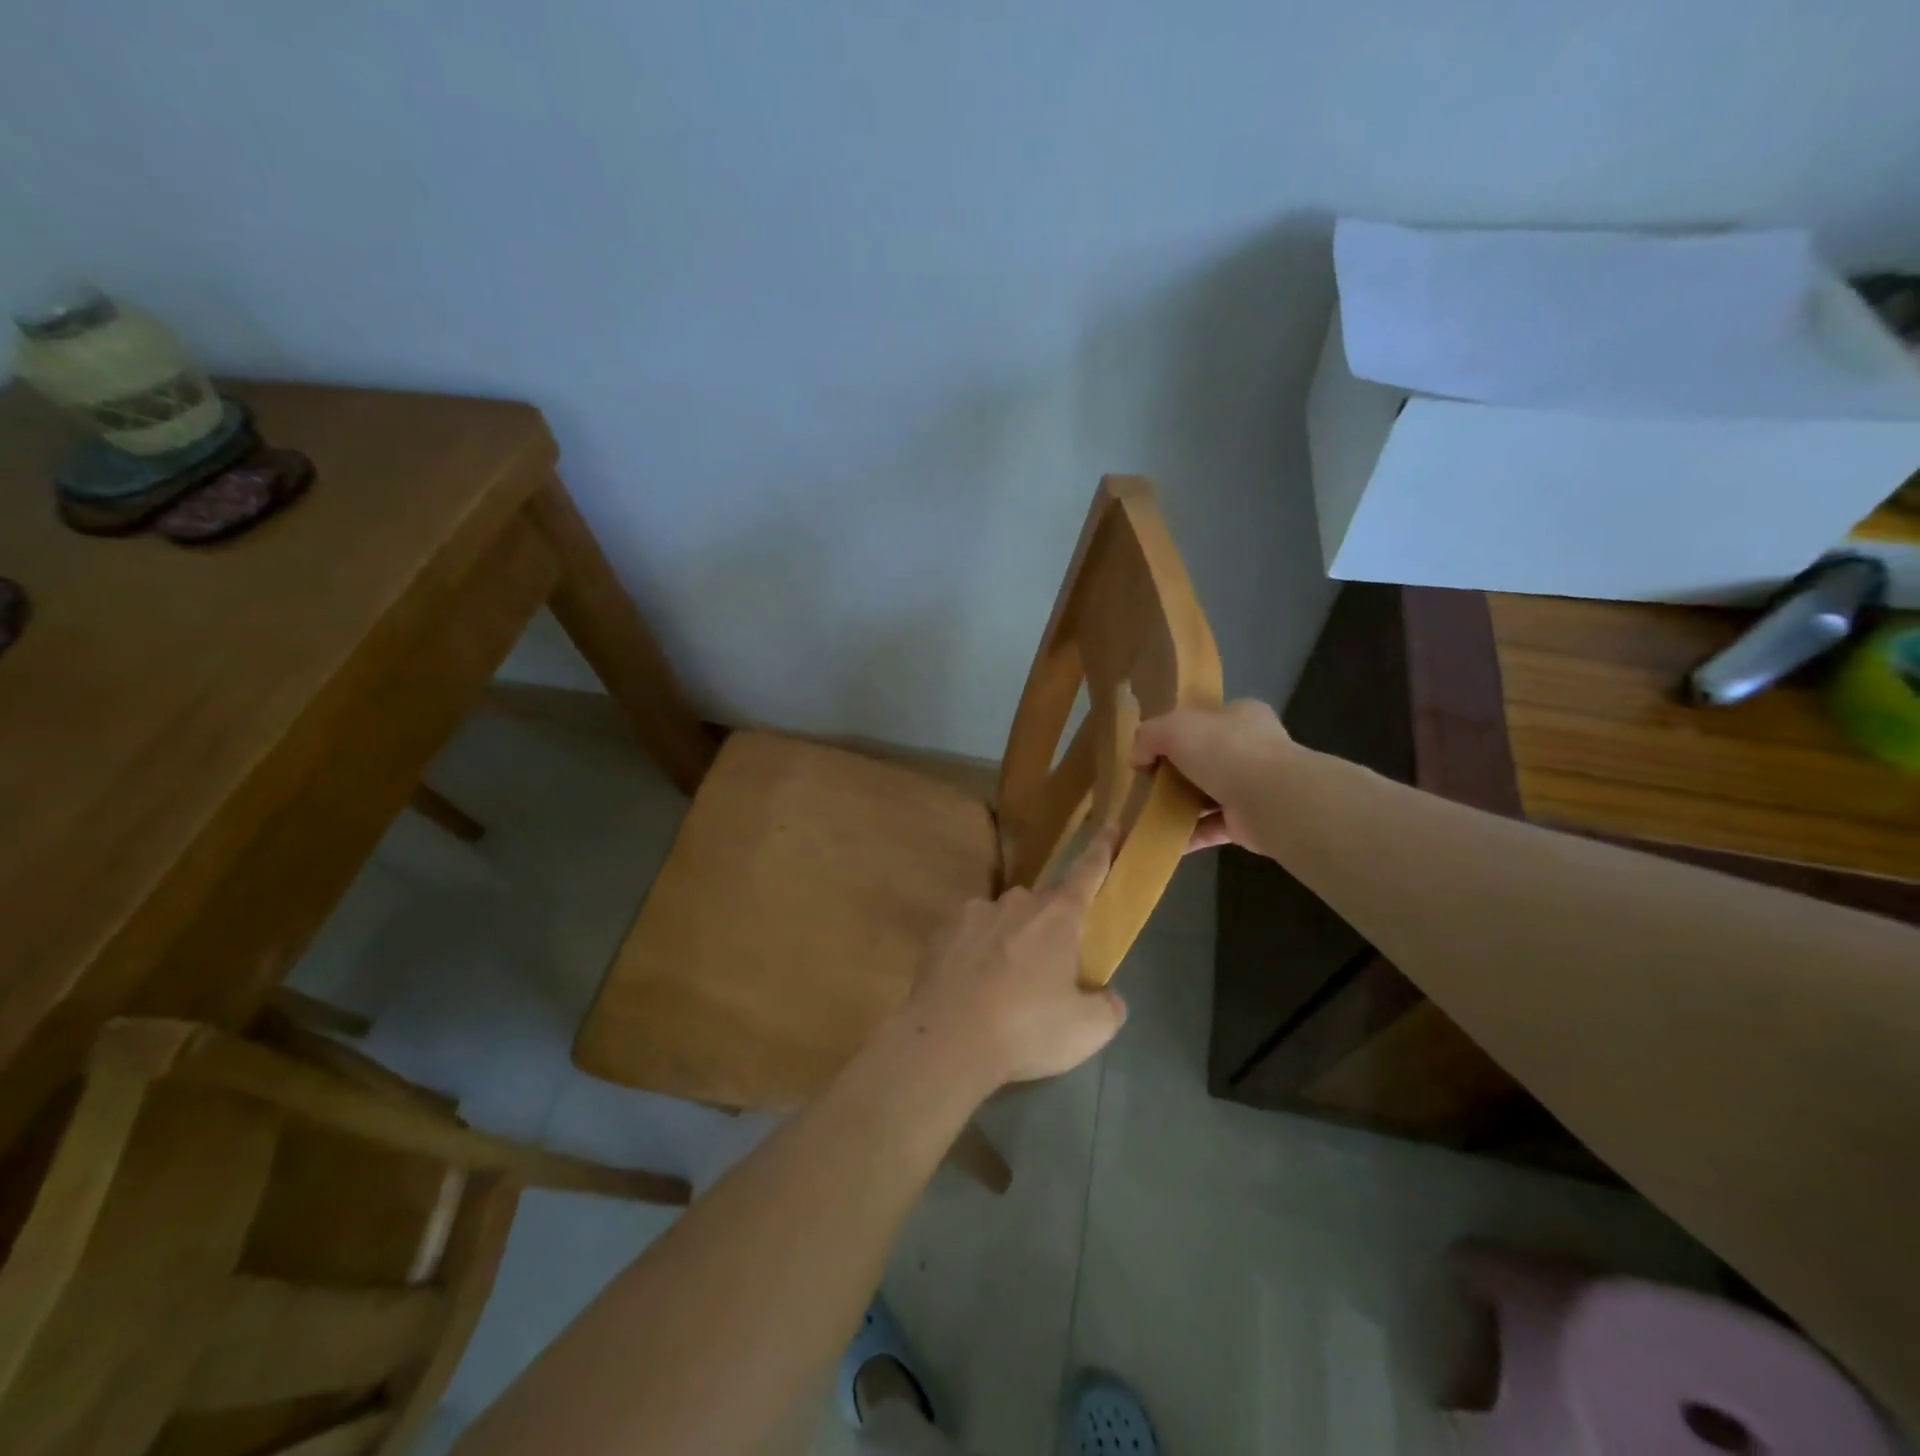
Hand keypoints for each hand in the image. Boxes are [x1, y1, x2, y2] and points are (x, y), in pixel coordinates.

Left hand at [898, 830, 1127, 1091]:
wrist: (948, 1040)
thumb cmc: (1027, 1028)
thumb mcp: (1088, 1029)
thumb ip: (1108, 1006)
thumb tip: (1106, 996)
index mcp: (1058, 916)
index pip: (1087, 872)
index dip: (1102, 849)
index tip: (1110, 825)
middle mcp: (1017, 903)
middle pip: (1043, 905)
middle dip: (1050, 928)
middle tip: (1049, 971)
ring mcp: (975, 913)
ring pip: (1004, 920)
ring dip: (1011, 942)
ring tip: (1004, 988)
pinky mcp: (943, 932)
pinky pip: (970, 936)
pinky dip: (977, 955)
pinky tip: (973, 988)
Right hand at [1133, 699, 1293, 853]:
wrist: (1271, 800)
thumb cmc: (1225, 750)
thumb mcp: (1174, 727)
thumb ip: (1149, 735)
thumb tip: (1138, 758)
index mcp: (1240, 716)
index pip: (1205, 719)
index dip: (1177, 732)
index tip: (1151, 750)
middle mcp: (1251, 749)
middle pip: (1204, 758)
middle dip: (1176, 772)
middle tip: (1147, 784)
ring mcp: (1253, 787)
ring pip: (1207, 794)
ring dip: (1180, 805)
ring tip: (1147, 814)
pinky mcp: (1249, 822)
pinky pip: (1210, 827)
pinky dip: (1187, 834)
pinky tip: (1161, 839)